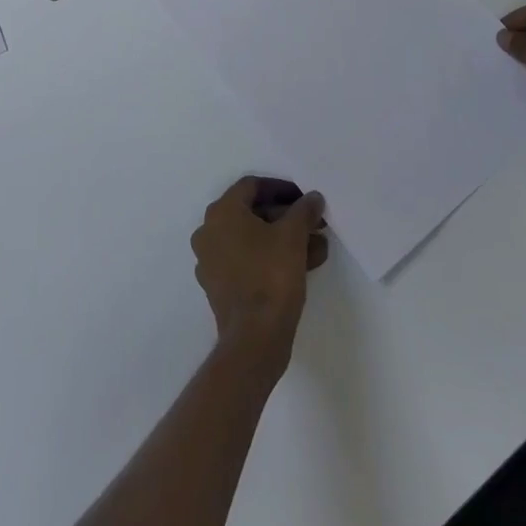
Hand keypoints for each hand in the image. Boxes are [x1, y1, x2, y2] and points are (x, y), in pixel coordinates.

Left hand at [191, 177, 327, 374]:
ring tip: (316, 248)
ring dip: (283, 239)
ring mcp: (210, 260)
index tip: (305, 199)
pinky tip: (301, 267)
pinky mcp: (218, 286)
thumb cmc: (271, 276)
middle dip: (286, 217)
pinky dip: (270, 258)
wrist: (254, 338)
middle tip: (313, 224)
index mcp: (221, 212)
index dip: (281, 188)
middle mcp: (209, 231)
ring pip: (251, 239)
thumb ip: (303, 211)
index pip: (252, 186)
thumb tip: (312, 197)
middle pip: (251, 213)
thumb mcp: (293, 236)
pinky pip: (246, 261)